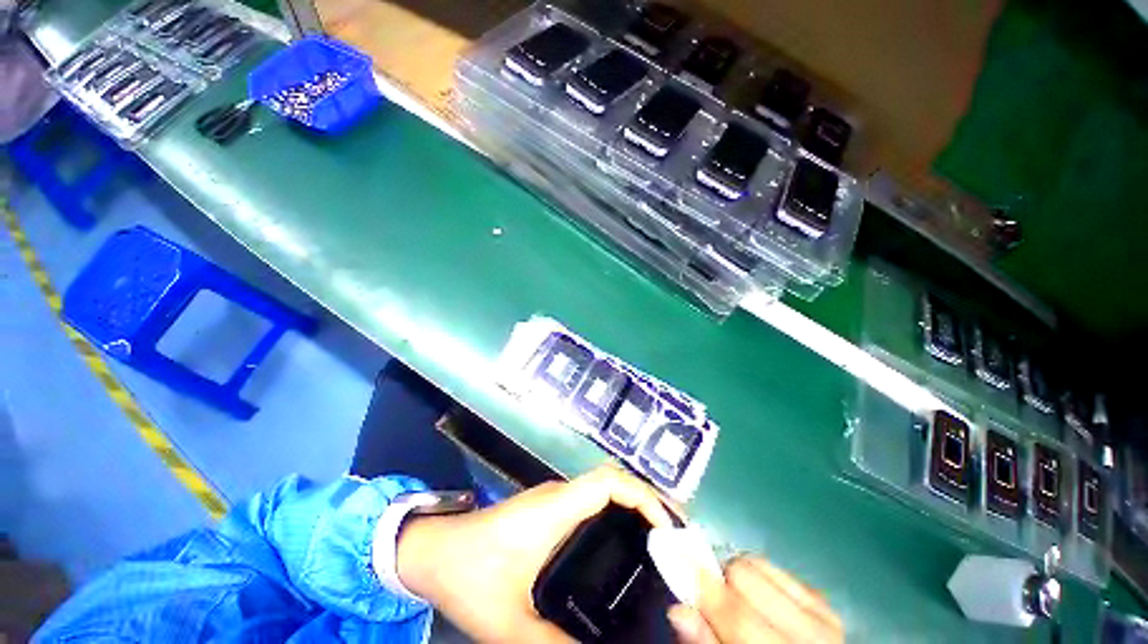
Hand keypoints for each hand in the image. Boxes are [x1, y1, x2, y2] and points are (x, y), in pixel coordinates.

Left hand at [395, 465, 674, 641]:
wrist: (431, 550)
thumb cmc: (466, 574)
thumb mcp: (507, 622)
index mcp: (554, 509)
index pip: (608, 482)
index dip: (643, 496)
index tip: (669, 528)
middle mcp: (558, 495)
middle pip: (612, 479)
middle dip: (647, 498)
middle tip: (676, 535)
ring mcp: (553, 498)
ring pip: (603, 486)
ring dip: (633, 502)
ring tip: (659, 537)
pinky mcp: (548, 507)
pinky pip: (591, 498)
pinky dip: (616, 508)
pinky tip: (622, 538)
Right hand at [668, 556, 841, 642]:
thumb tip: (678, 610)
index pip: (736, 612)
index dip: (700, 584)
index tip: (672, 559)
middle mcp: (811, 632)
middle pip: (744, 573)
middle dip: (721, 582)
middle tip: (715, 605)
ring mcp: (822, 614)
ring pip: (758, 563)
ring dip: (739, 577)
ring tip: (740, 604)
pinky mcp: (824, 602)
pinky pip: (776, 568)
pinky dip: (759, 578)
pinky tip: (761, 603)